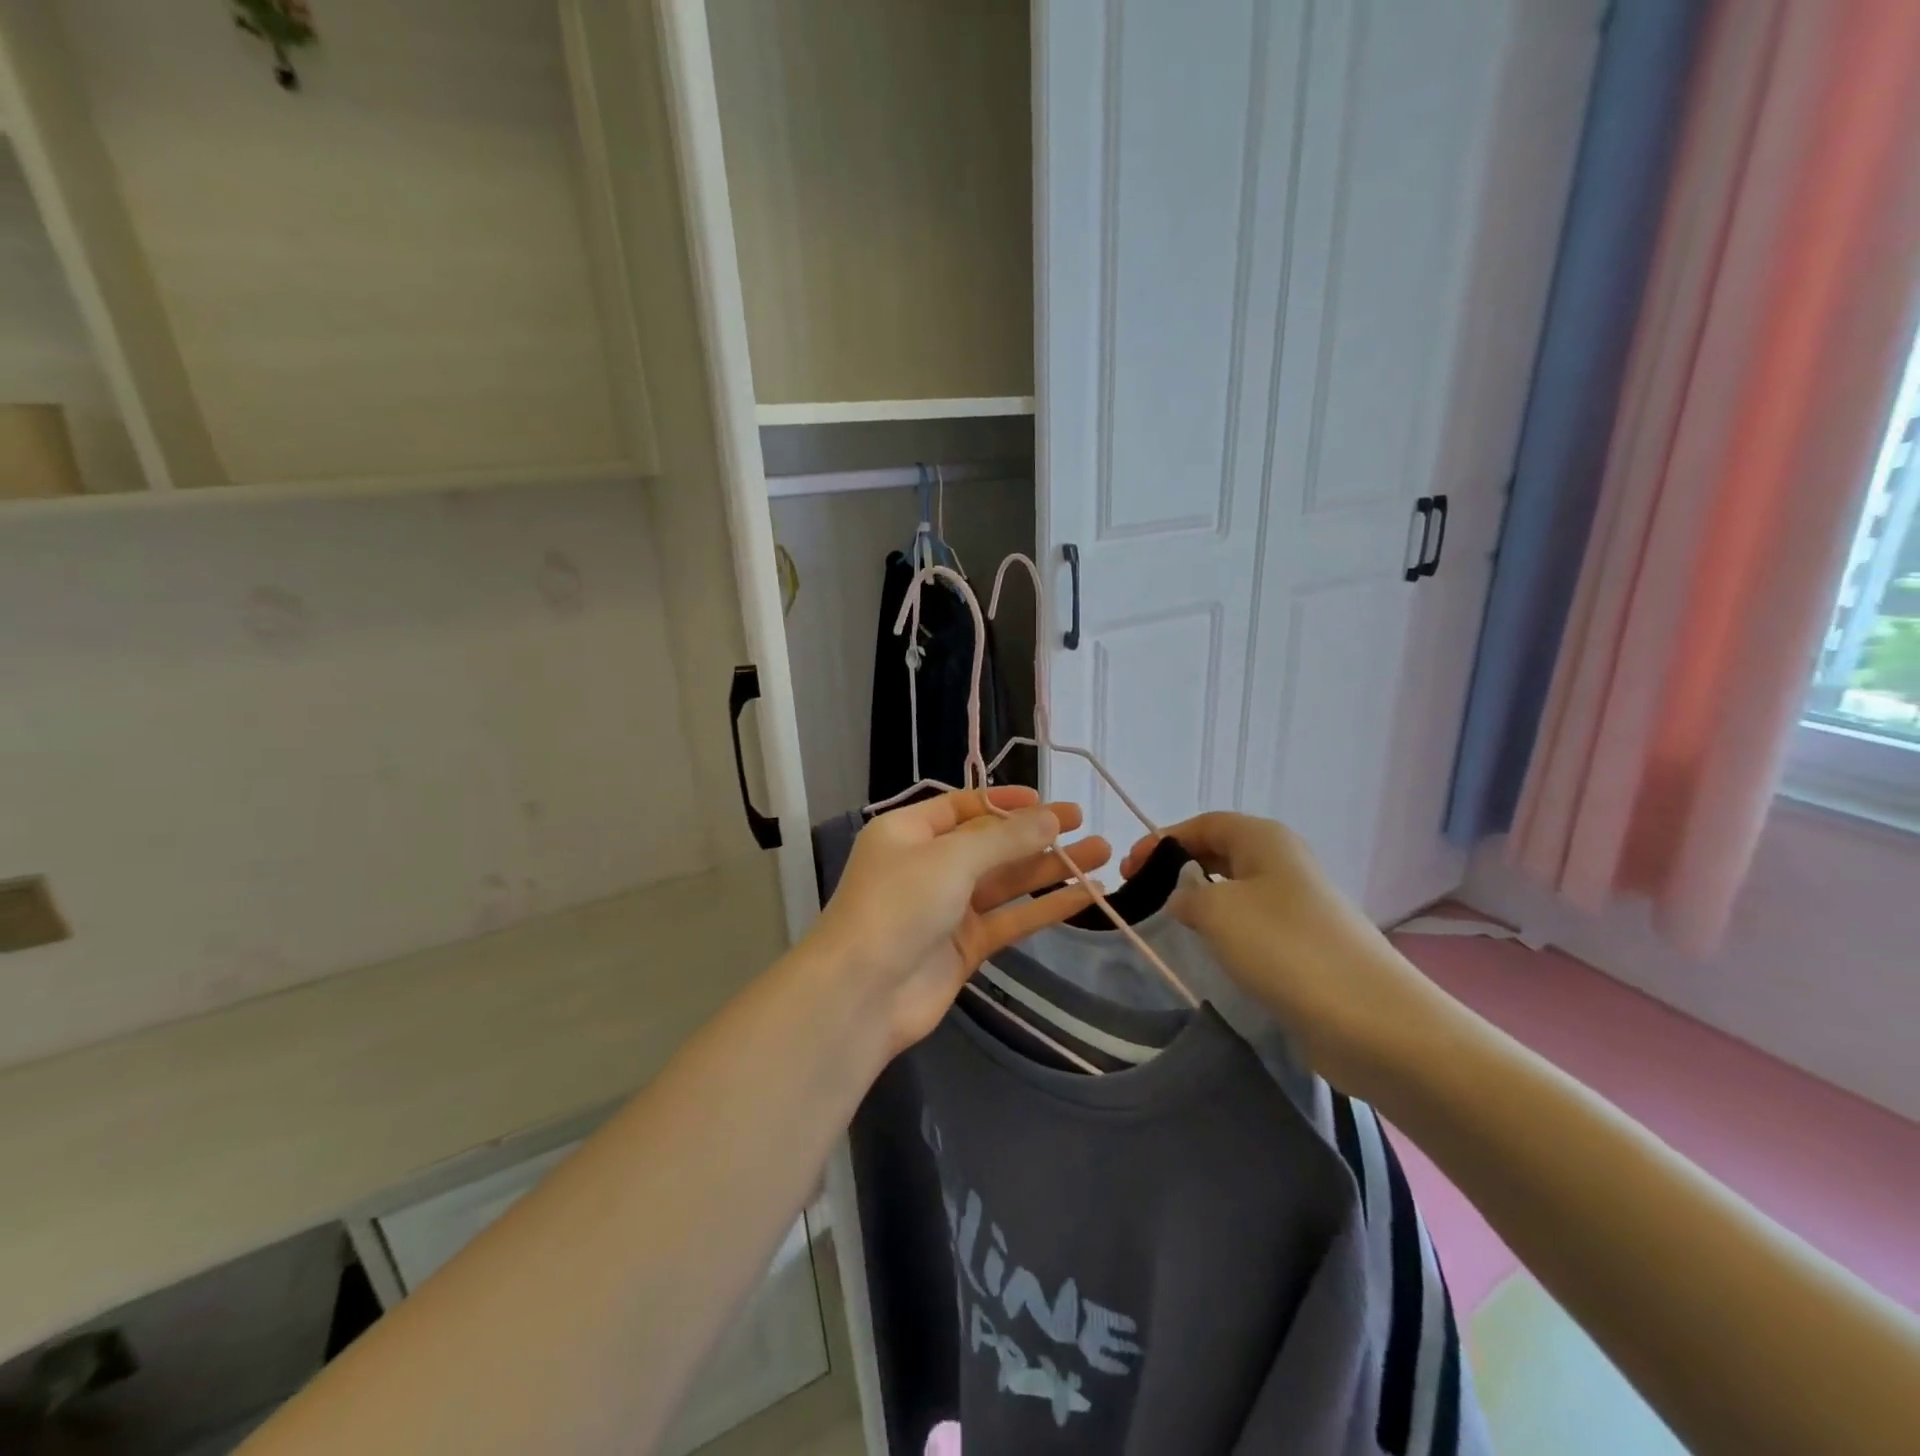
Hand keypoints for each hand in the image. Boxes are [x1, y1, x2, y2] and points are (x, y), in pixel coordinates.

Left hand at [810, 787, 1110, 1055]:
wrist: (863, 994)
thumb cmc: (899, 906)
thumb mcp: (951, 859)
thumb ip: (1005, 838)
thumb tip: (1050, 817)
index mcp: (909, 832)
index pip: (963, 806)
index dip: (1005, 801)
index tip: (1047, 801)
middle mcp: (928, 865)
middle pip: (990, 843)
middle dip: (1036, 834)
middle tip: (1085, 824)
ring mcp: (947, 908)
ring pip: (1006, 881)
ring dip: (1051, 868)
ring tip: (1102, 854)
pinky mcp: (966, 946)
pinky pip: (1011, 918)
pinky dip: (1046, 907)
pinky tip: (1086, 896)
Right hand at [1124, 812, 1451, 1092]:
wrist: (1371, 1020)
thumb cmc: (1286, 948)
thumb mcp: (1217, 910)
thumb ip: (1185, 894)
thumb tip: (1183, 899)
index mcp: (1265, 839)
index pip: (1203, 824)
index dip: (1163, 839)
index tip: (1129, 868)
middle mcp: (1283, 862)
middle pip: (1218, 852)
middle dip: (1177, 867)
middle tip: (1140, 893)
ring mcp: (1297, 904)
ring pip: (1234, 889)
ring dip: (1199, 900)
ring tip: (1167, 922)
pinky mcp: (1303, 944)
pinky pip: (1251, 923)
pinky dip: (1224, 929)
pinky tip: (1208, 950)